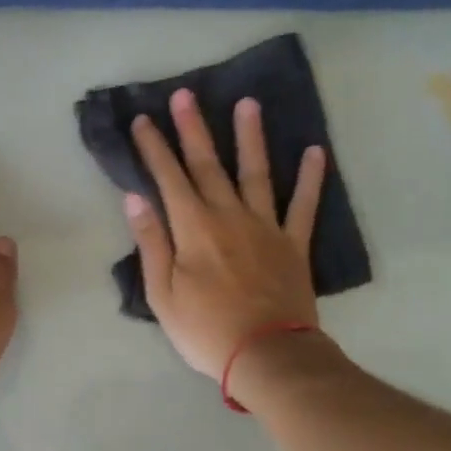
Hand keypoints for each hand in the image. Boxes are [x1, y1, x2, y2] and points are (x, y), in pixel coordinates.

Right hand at [125, 88, 326, 379]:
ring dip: (250, 137)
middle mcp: (229, 216)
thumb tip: (135, 198)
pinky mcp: (294, 243)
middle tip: (186, 94)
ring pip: (256, 173)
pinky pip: (304, 205)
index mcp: (193, 228)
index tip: (142, 120)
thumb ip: (151, 242)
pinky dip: (311, 179)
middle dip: (193, 128)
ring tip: (249, 103)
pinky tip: (315, 151)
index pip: (168, 178)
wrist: (267, 355)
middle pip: (208, 165)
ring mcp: (266, 227)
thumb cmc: (206, 330)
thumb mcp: (162, 294)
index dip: (153, 147)